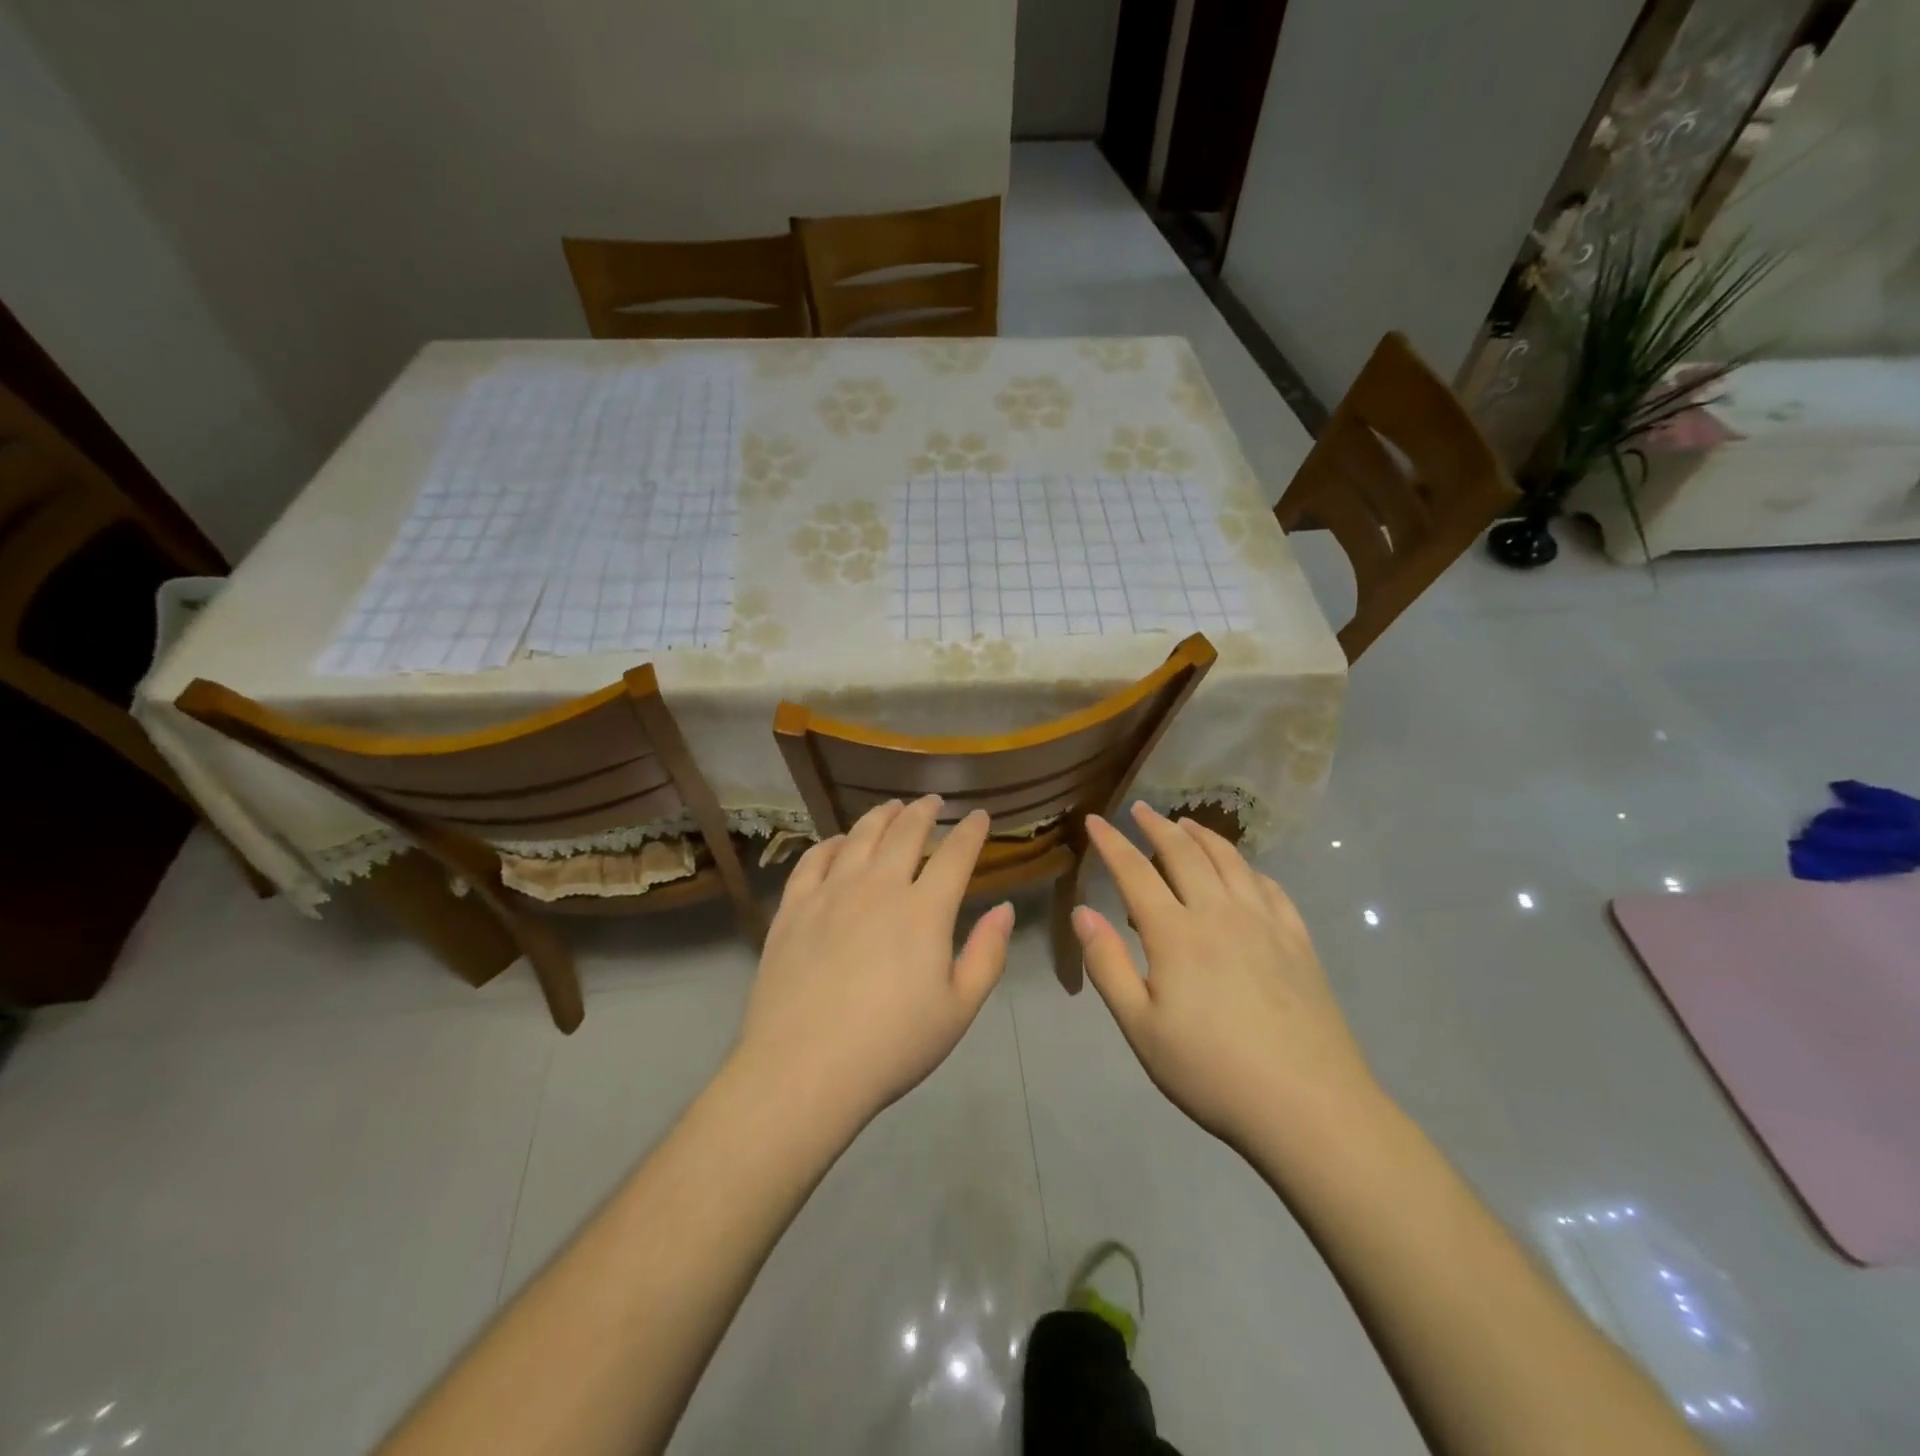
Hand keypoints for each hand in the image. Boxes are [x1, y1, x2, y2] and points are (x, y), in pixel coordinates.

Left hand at [734, 797, 1013, 1127]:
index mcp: (924, 910)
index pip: (955, 855)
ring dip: (881, 816)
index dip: (971, 831)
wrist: (804, 1069)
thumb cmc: (892, 1046)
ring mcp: (831, 893)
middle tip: (933, 802)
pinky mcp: (793, 908)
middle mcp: (878, 887)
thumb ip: (987, 955)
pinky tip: (839, 842)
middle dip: (924, 812)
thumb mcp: (958, 1010)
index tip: (979, 816)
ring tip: (892, 807)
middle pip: (905, 833)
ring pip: (860, 836)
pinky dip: (832, 842)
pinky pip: (814, 859)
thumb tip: (1003, 909)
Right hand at [1071, 803, 1379, 1152]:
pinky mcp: (1299, 941)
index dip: (1111, 843)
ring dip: (1203, 836)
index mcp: (1175, 934)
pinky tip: (1244, 871)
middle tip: (1139, 809)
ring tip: (1187, 823)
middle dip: (1157, 826)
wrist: (1309, 1107)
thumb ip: (1107, 965)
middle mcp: (1219, 913)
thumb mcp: (1141, 1028)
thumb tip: (1082, 911)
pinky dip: (1248, 868)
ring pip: (1230, 861)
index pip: (1135, 871)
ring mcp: (1265, 923)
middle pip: (1184, 853)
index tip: (1094, 820)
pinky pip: (1270, 887)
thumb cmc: (1212, 1072)